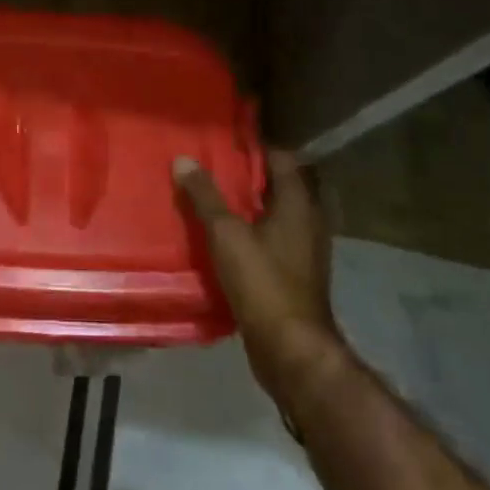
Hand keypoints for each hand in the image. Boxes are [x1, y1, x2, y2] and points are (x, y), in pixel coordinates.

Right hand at [174, 150, 340, 401]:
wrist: (291, 350)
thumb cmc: (263, 282)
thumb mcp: (226, 234)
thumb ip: (205, 196)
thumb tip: (183, 159)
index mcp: (298, 204)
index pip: (282, 158)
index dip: (255, 146)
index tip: (224, 139)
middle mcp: (307, 222)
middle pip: (278, 186)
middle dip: (247, 175)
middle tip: (211, 165)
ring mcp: (303, 251)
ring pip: (273, 215)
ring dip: (246, 205)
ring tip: (209, 197)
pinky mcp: (293, 275)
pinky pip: (269, 241)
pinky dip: (249, 233)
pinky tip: (220, 237)